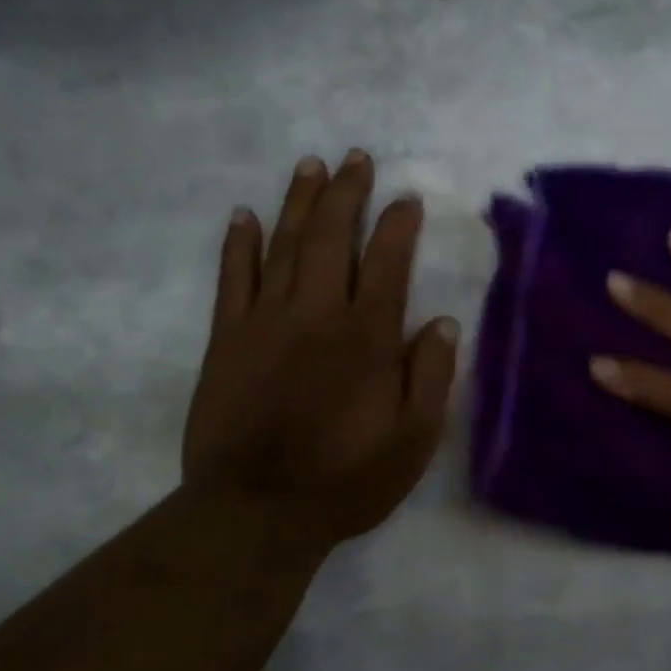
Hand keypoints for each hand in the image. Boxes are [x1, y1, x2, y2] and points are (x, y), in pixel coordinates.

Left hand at [182, 150, 458, 559]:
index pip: (387, 264)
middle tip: (355, 158)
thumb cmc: (346, 479)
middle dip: (346, 194)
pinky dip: (239, 244)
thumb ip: (431, 377)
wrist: (256, 511)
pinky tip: (245, 216)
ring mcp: (265, 323)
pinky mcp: (227, 340)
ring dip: (298, 203)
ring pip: (283, 246)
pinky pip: (232, 279)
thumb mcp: (413, 441)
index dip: (398, 226)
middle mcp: (317, 316)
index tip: (406, 198)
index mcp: (367, 339)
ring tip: (310, 165)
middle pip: (332, 239)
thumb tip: (442, 322)